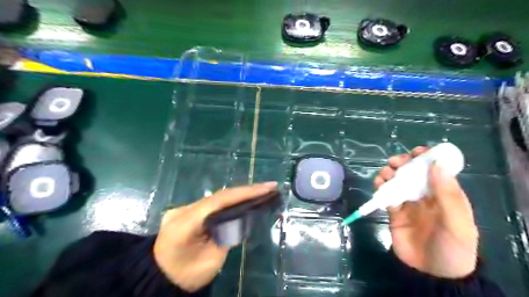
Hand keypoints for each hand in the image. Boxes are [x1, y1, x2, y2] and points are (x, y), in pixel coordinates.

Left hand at [152, 183, 276, 290]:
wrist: (158, 278)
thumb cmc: (186, 275)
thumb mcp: (211, 261)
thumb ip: (227, 236)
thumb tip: (242, 217)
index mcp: (186, 222)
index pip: (220, 200)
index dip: (245, 192)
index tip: (266, 188)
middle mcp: (183, 209)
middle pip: (219, 195)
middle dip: (246, 190)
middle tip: (269, 186)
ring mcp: (183, 208)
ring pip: (216, 197)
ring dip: (238, 194)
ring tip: (261, 191)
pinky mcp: (186, 211)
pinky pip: (211, 203)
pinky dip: (228, 200)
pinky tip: (242, 198)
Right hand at [374, 147, 481, 279]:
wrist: (431, 274)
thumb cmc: (451, 247)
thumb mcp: (457, 222)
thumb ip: (447, 194)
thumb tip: (437, 163)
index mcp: (445, 194)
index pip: (436, 170)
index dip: (427, 158)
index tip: (416, 152)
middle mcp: (426, 195)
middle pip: (413, 172)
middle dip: (403, 163)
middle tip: (395, 163)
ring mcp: (409, 203)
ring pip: (397, 181)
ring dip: (389, 173)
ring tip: (384, 175)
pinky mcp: (394, 211)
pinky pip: (386, 194)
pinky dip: (381, 187)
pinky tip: (379, 187)